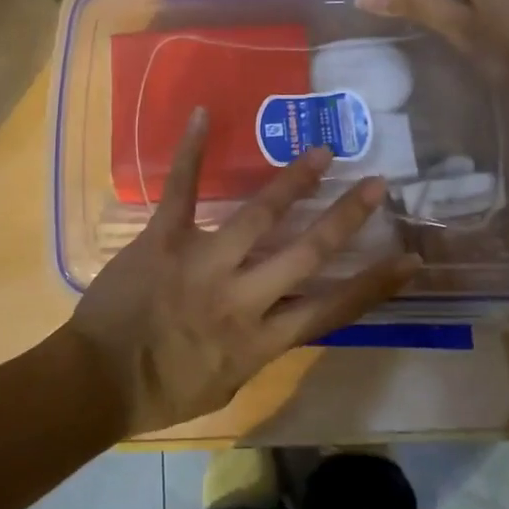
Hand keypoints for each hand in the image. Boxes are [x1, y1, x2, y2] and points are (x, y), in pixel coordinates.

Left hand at [69, 108, 420, 434]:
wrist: (98, 382)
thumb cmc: (162, 393)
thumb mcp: (228, 384)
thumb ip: (258, 349)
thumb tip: (278, 318)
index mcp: (262, 341)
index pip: (332, 309)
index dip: (375, 284)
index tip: (410, 259)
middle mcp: (243, 297)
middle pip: (307, 253)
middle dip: (346, 217)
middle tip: (377, 183)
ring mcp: (203, 263)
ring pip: (258, 216)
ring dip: (292, 182)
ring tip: (320, 152)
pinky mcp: (164, 240)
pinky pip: (181, 190)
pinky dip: (191, 152)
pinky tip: (202, 115)